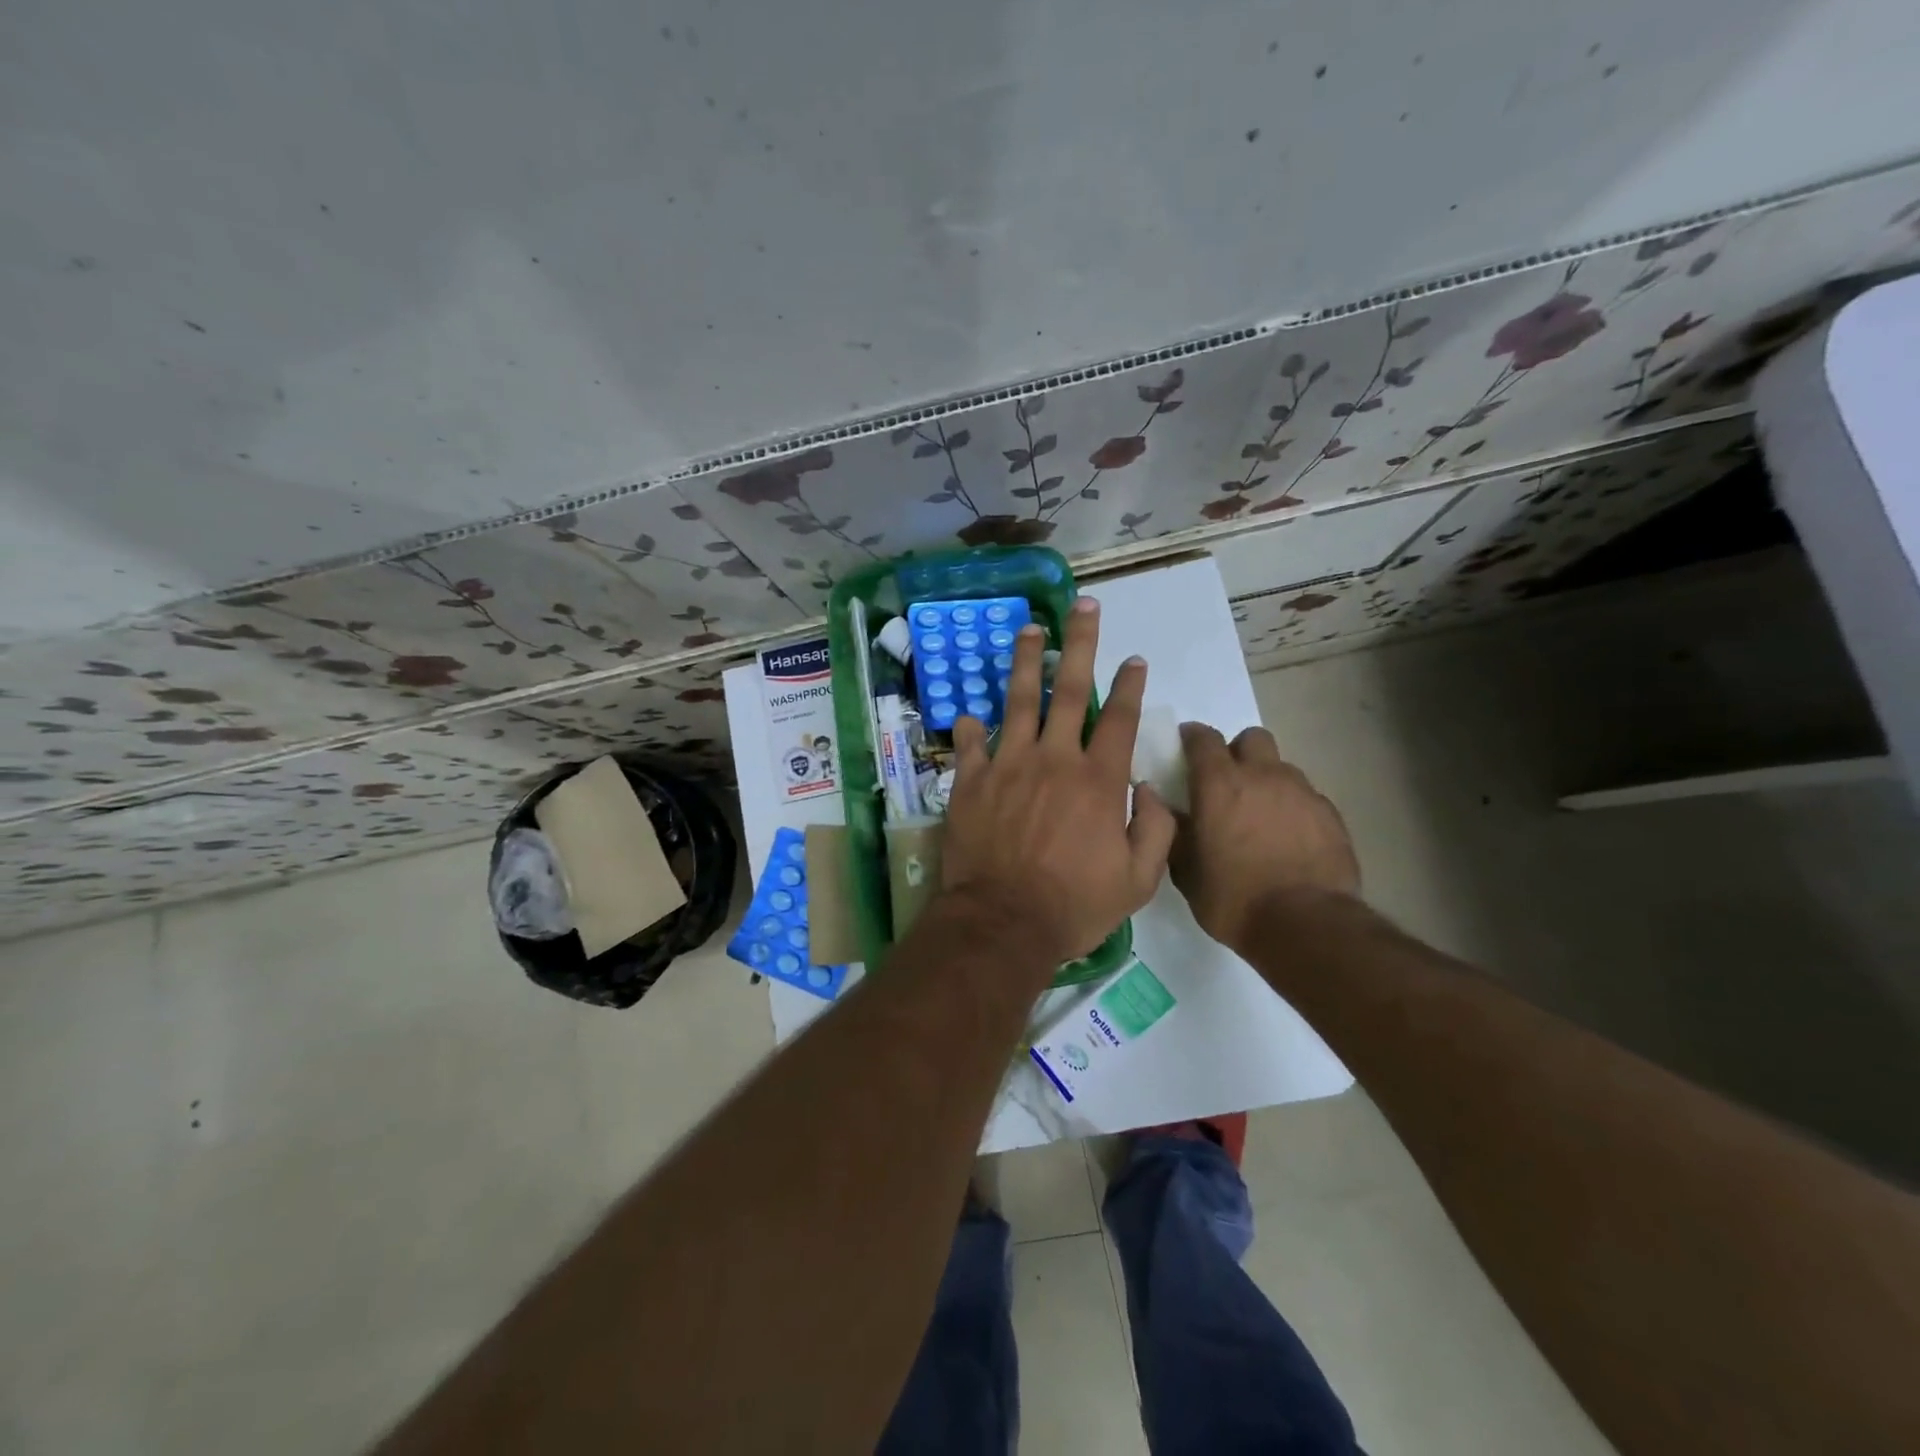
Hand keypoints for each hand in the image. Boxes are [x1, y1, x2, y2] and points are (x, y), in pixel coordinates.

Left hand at [941, 598, 1176, 964]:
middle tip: (1084, 607)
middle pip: (1071, 690)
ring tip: (1029, 629)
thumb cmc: (1073, 906)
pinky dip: (972, 728)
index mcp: (1098, 781)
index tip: (1135, 659)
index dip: (1130, 686)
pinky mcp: (971, 781)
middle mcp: (1055, 760)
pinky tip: (972, 713)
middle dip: (1081, 644)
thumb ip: (1156, 830)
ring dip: (1025, 662)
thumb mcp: (1138, 880)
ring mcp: (1008, 765)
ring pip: (1018, 701)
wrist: (1003, 923)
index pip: (1120, 719)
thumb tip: (1150, 790)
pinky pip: (971, 744)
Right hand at [1170, 724, 1359, 953]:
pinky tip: (1290, 838)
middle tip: (1228, 781)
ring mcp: (1302, 792)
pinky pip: (1306, 797)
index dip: (1192, 737)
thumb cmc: (1234, 899)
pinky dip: (1293, 808)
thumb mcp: (1187, 872)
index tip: (1186, 745)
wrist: (1306, 925)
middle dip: (1238, 751)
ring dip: (1267, 781)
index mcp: (1219, 785)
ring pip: (1281, 768)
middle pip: (1252, 739)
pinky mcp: (1331, 815)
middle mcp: (1262, 776)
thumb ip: (1176, 833)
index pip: (1203, 738)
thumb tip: (1169, 810)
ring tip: (1261, 815)